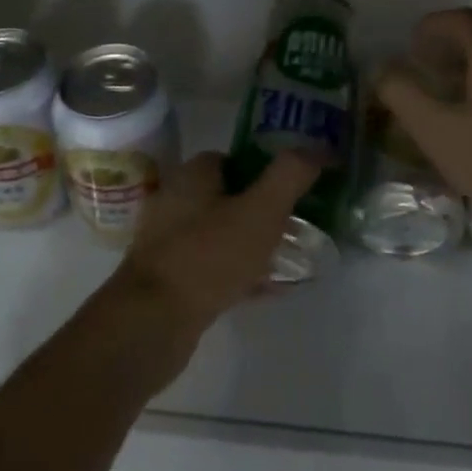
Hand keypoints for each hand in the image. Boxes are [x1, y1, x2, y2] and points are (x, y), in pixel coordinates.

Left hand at [101, 151, 319, 387]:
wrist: (150, 324)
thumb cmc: (207, 256)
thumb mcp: (261, 211)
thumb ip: (291, 175)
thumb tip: (321, 146)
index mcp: (193, 174)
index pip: (235, 159)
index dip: (266, 170)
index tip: (295, 190)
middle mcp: (176, 200)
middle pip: (228, 196)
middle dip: (262, 210)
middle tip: (295, 226)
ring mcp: (168, 242)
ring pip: (221, 233)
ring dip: (252, 243)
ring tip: (288, 259)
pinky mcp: (168, 279)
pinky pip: (212, 267)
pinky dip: (238, 273)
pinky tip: (266, 290)